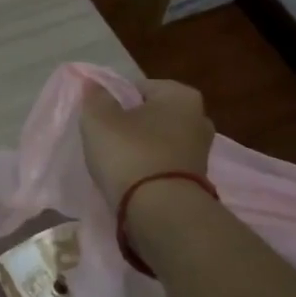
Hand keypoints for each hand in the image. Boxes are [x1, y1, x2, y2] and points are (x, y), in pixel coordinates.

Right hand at [78, 79, 213, 212]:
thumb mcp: (99, 119)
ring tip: (116, 163)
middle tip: (106, 140)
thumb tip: (94, 84)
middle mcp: (199, 118)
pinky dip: (149, 169)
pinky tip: (131, 180)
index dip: (115, 101)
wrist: (160, 212)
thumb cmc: (130, 154)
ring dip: (140, 149)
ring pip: (159, 141)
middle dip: (132, 124)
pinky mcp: (197, 180)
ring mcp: (201, 152)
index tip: (100, 120)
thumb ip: (95, 97)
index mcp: (181, 95)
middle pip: (152, 115)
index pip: (139, 88)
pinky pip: (164, 165)